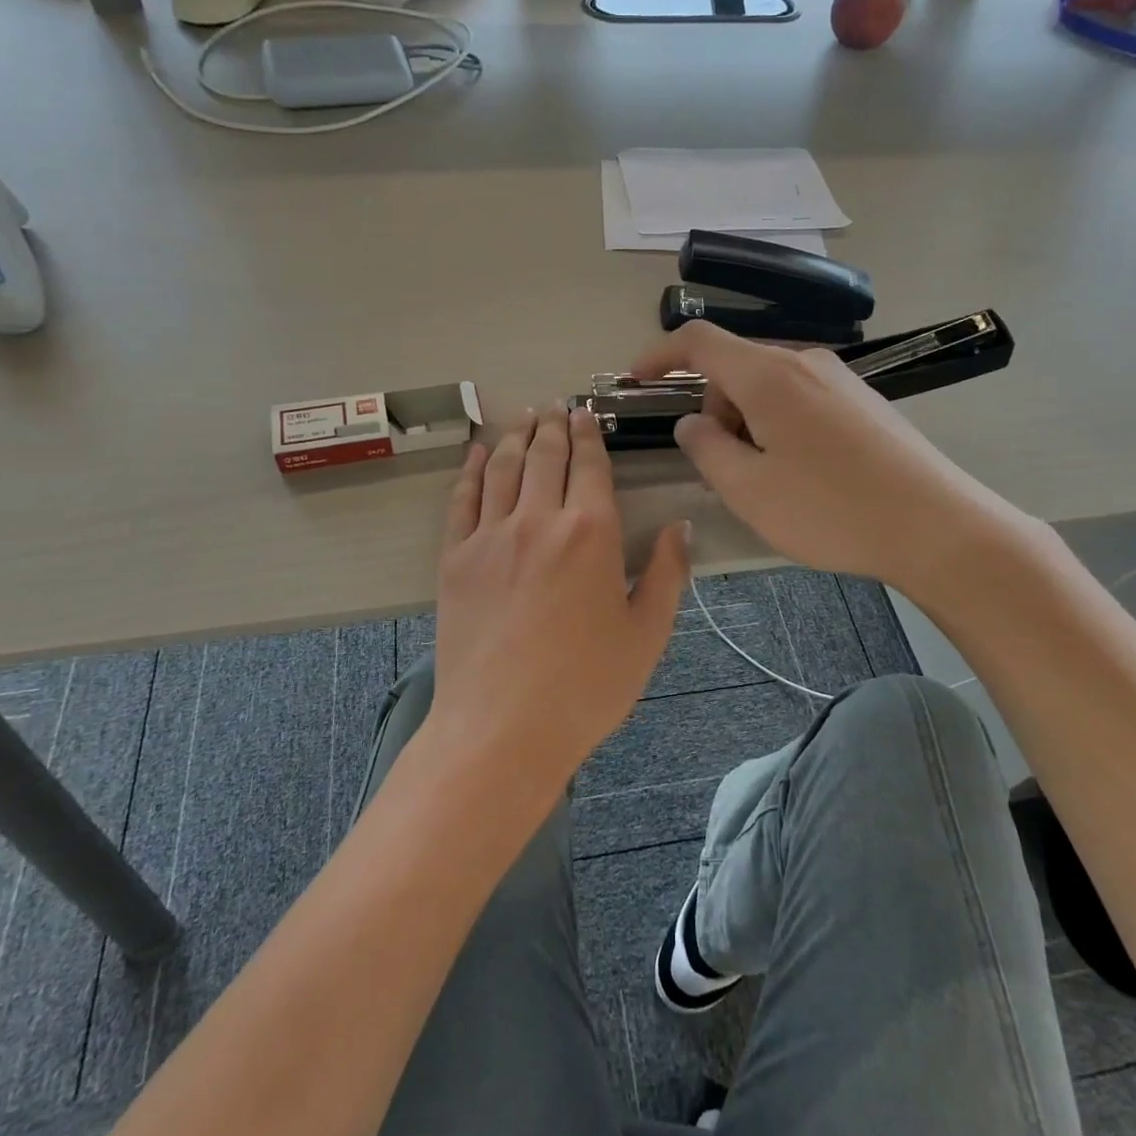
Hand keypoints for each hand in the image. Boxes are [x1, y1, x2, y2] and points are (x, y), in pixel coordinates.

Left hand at [431, 403, 690, 788]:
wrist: (502, 728)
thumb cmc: (586, 687)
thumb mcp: (646, 635)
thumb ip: (667, 574)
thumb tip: (680, 529)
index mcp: (591, 532)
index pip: (589, 465)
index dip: (587, 435)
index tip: (584, 413)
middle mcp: (538, 520)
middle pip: (544, 457)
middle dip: (551, 426)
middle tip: (553, 406)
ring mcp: (490, 537)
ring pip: (502, 468)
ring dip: (514, 437)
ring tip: (522, 419)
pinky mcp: (455, 559)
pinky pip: (461, 499)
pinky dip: (469, 470)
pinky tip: (475, 454)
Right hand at [630, 322, 1029, 585]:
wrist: (936, 525)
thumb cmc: (830, 509)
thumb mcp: (749, 489)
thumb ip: (706, 449)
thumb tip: (691, 422)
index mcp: (768, 375)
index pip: (698, 340)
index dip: (659, 355)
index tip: (636, 381)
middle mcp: (803, 362)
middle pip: (734, 367)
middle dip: (712, 408)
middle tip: (721, 468)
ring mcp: (838, 378)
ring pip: (767, 385)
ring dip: (746, 421)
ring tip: (765, 479)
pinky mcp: (861, 400)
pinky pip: (799, 397)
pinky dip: (778, 423)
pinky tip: (801, 472)